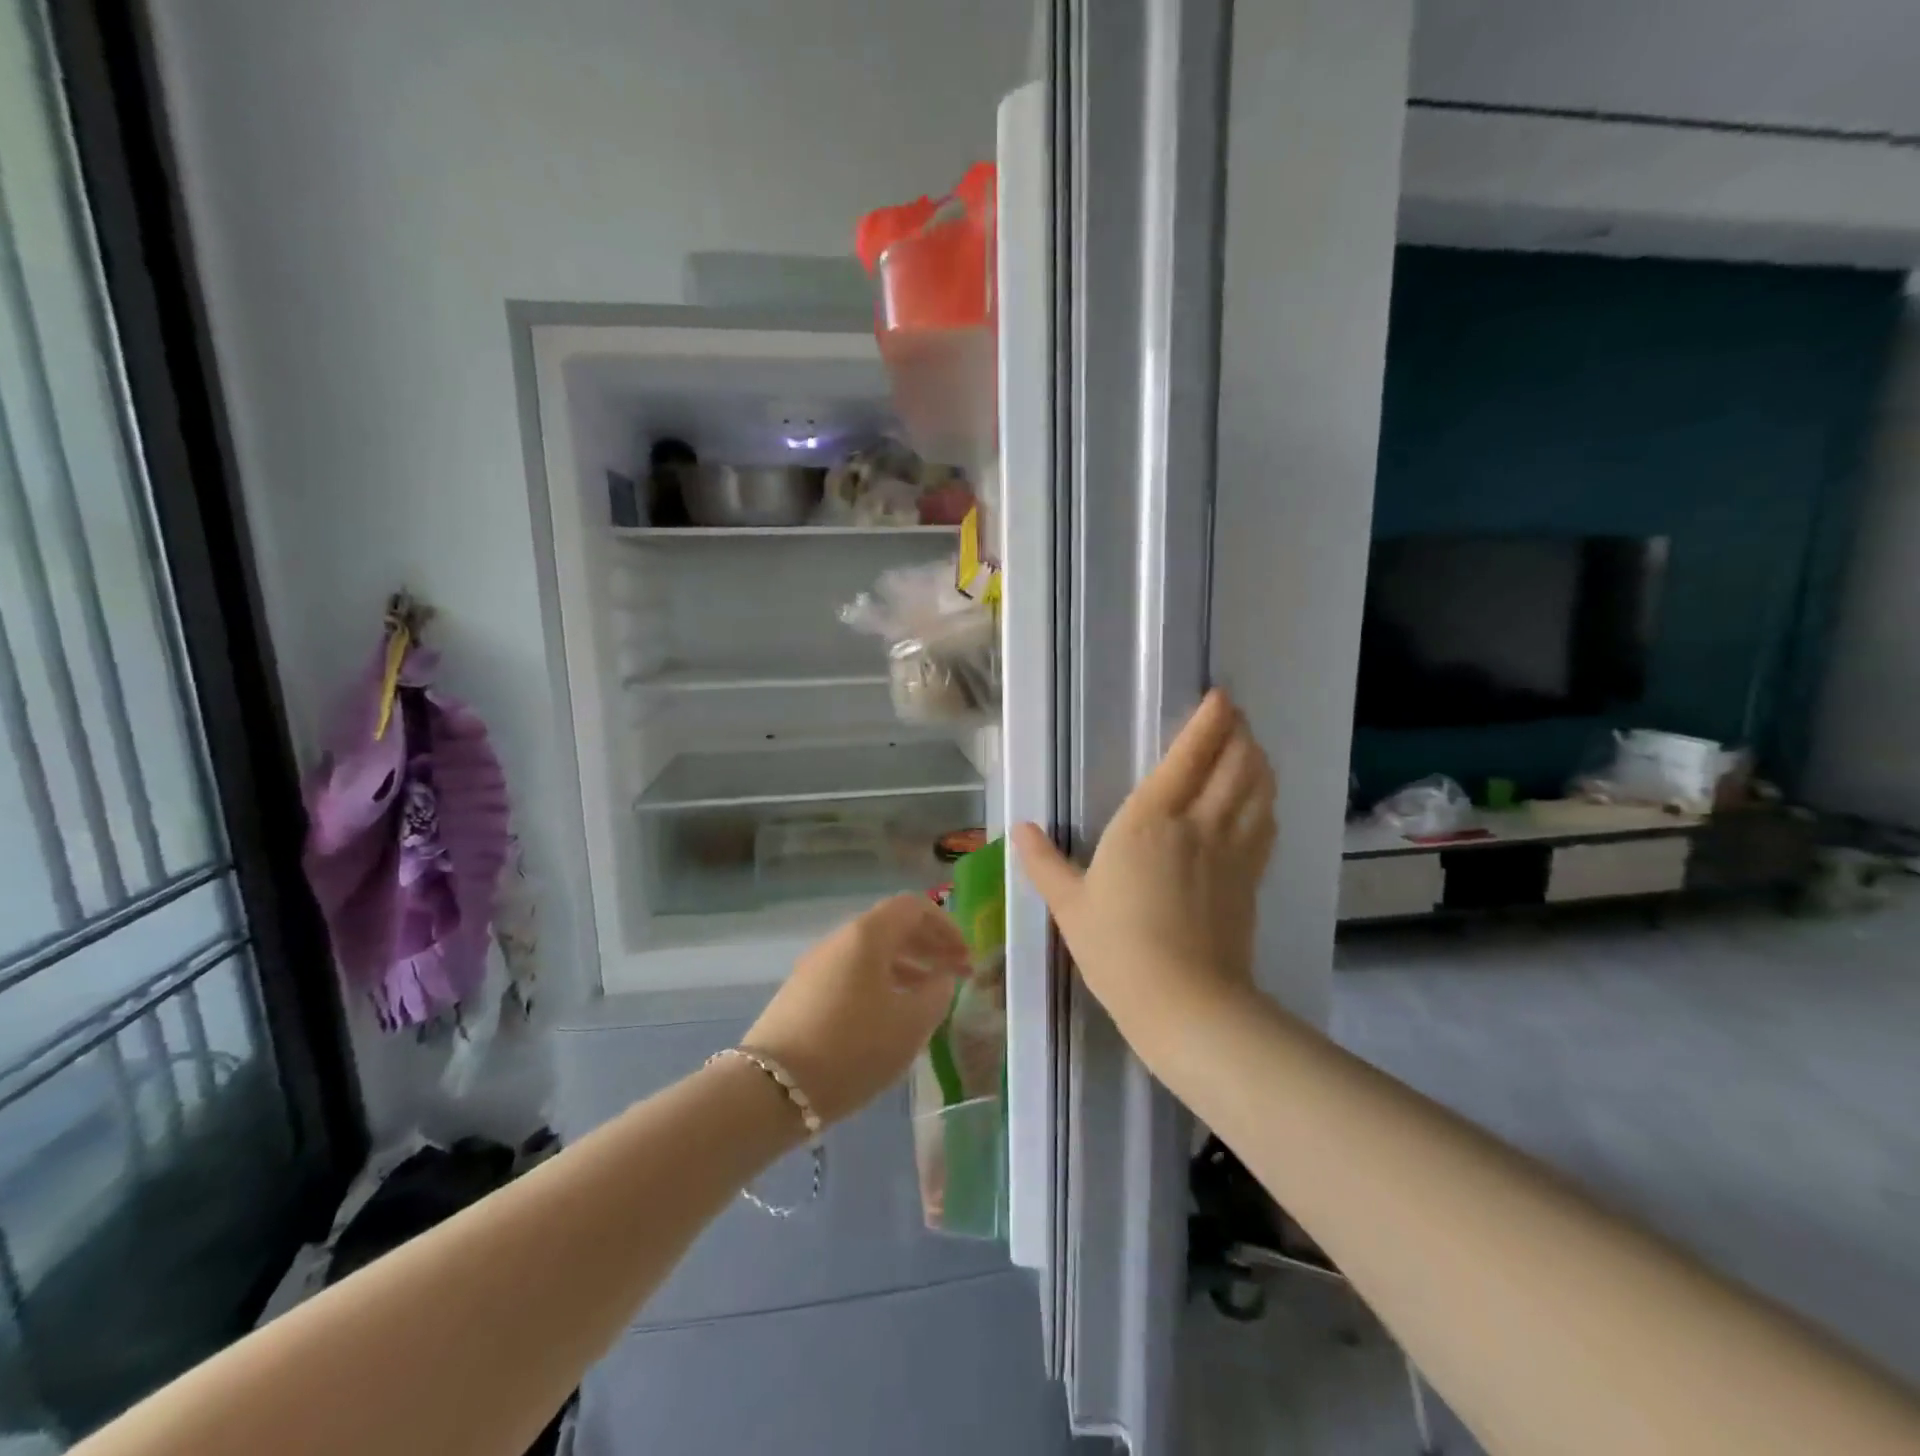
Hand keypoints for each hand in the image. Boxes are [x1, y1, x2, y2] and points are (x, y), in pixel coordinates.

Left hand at [742, 894, 969, 1124]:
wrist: (773, 1088)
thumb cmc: (853, 1048)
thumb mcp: (910, 1024)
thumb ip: (936, 993)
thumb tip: (941, 977)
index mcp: (867, 935)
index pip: (914, 907)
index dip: (946, 926)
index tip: (965, 956)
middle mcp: (839, 939)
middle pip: (891, 927)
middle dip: (928, 946)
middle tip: (955, 974)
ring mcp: (816, 965)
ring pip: (871, 953)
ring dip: (905, 967)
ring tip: (928, 997)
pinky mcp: (802, 993)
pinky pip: (852, 974)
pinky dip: (880, 983)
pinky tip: (890, 1015)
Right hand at [1012, 689, 1275, 1042]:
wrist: (1185, 1002)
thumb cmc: (1117, 948)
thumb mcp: (1070, 905)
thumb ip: (1044, 862)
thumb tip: (1021, 829)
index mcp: (1150, 821)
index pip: (1188, 757)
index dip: (1208, 722)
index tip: (1220, 697)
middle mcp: (1198, 824)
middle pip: (1234, 763)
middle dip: (1239, 732)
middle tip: (1236, 715)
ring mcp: (1232, 851)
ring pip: (1258, 789)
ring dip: (1258, 761)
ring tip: (1252, 746)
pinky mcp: (1251, 879)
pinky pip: (1266, 825)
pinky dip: (1266, 802)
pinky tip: (1262, 800)